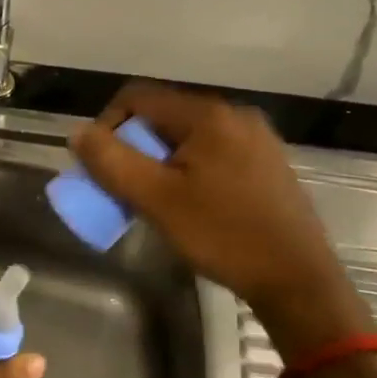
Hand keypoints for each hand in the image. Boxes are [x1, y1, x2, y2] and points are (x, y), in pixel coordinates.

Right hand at [69, 83, 375, 356]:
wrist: (298, 280)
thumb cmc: (223, 235)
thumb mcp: (157, 200)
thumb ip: (112, 162)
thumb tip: (78, 133)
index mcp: (208, 115)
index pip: (138, 97)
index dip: (107, 124)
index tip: (101, 166)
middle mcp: (235, 115)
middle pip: (164, 116)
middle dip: (134, 147)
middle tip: (125, 188)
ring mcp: (257, 139)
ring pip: (188, 137)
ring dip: (160, 161)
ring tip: (154, 200)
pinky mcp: (268, 164)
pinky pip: (214, 153)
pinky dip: (189, 169)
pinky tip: (191, 205)